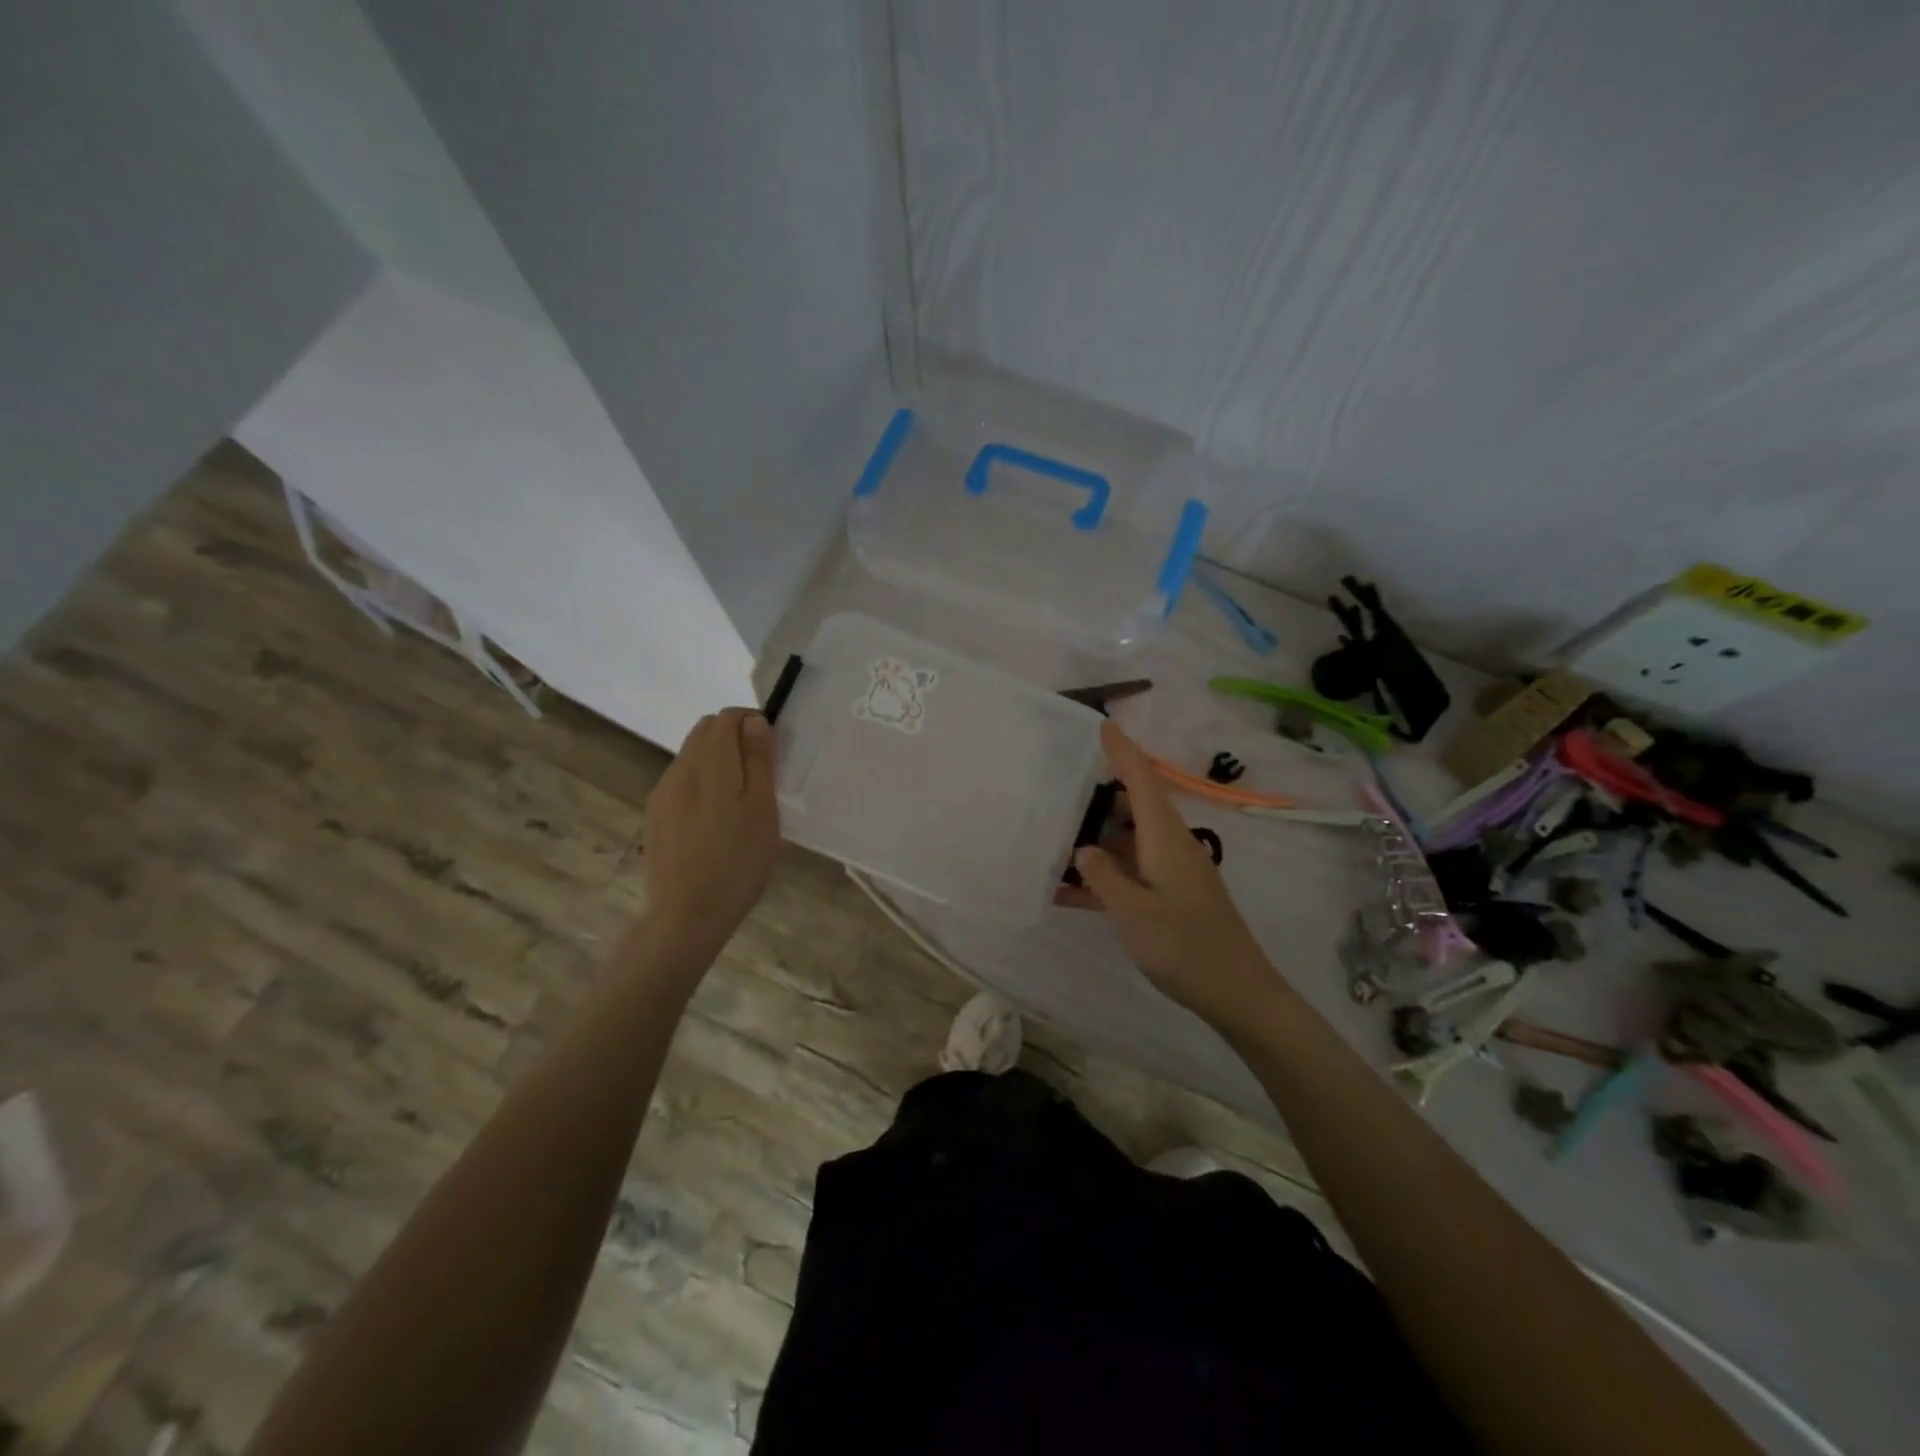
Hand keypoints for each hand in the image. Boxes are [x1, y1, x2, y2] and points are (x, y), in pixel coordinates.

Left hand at [640, 708, 779, 957]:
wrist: (686, 915)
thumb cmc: (737, 862)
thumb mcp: (763, 809)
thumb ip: (758, 760)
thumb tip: (754, 722)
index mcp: (710, 762)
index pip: (728, 717)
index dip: (754, 723)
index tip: (774, 750)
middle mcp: (679, 768)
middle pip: (705, 730)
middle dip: (734, 737)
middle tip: (761, 772)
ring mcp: (662, 792)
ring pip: (691, 755)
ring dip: (717, 760)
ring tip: (740, 798)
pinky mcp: (655, 815)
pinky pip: (681, 780)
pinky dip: (702, 781)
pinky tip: (715, 818)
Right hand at [1065, 721, 1286, 1030]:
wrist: (1238, 992)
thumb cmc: (1184, 947)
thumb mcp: (1132, 912)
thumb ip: (1102, 877)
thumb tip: (1083, 850)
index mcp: (1165, 838)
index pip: (1141, 781)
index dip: (1122, 751)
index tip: (1103, 724)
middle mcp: (1171, 845)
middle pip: (1135, 805)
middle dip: (1102, 793)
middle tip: (1062, 789)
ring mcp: (1173, 871)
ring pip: (1130, 839)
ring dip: (1099, 836)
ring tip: (1059, 836)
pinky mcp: (1172, 895)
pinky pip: (1133, 870)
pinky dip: (1105, 873)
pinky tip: (1073, 890)